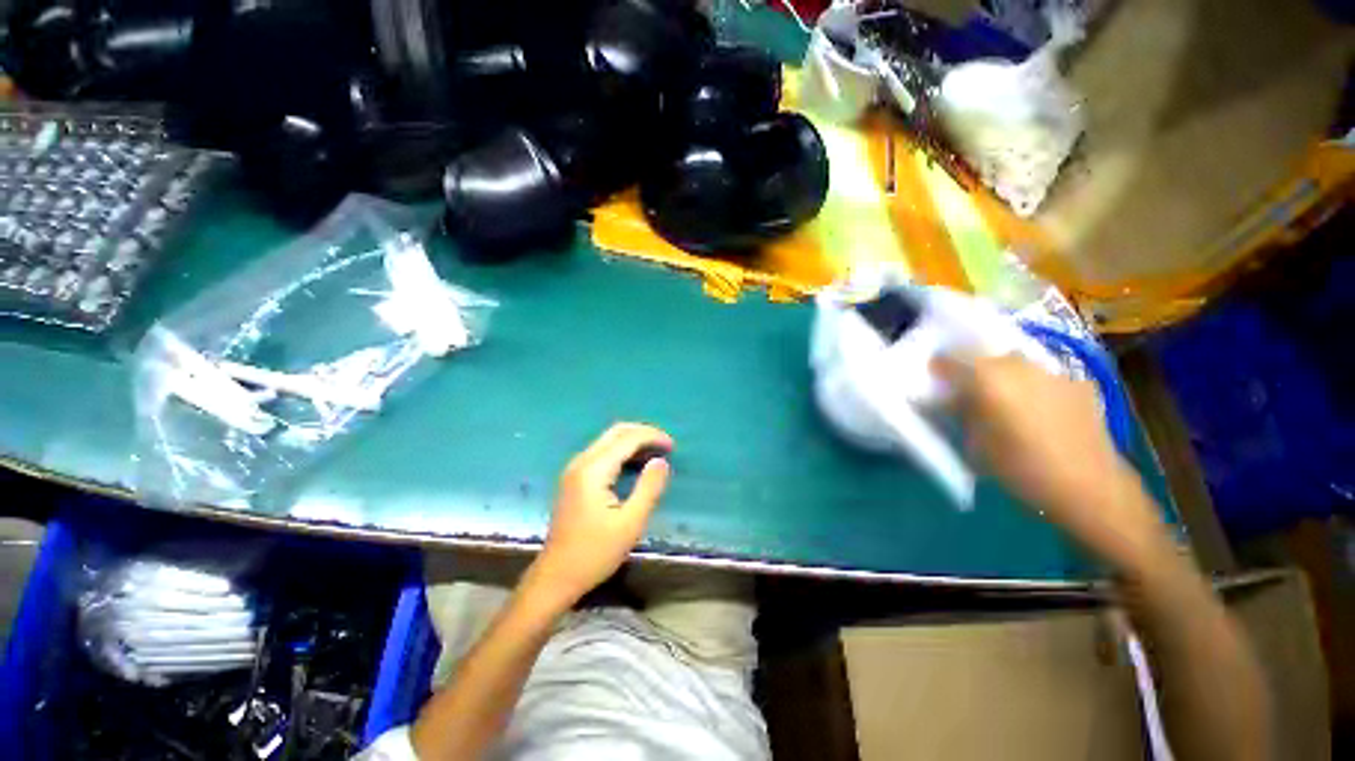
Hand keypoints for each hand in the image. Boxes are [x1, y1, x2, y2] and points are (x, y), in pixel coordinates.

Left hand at [528, 423, 673, 608]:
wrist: (556, 576)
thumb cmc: (595, 553)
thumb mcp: (630, 523)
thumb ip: (649, 488)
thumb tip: (661, 461)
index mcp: (594, 470)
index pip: (627, 438)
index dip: (652, 437)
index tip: (673, 446)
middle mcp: (582, 462)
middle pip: (615, 432)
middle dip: (643, 433)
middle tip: (665, 445)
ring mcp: (575, 469)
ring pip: (608, 440)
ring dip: (633, 441)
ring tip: (656, 453)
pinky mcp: (574, 479)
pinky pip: (602, 452)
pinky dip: (622, 451)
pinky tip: (635, 464)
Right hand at [935, 354, 1164, 564]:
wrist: (1089, 486)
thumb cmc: (1020, 468)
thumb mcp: (974, 443)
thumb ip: (960, 413)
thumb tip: (949, 399)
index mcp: (986, 377)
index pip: (949, 359)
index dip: (938, 368)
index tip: (934, 379)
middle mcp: (1018, 365)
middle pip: (984, 356)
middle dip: (971, 369)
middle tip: (967, 391)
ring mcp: (1053, 371)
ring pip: (1016, 364)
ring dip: (1004, 376)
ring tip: (1005, 400)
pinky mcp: (1079, 383)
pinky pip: (1045, 377)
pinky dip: (1035, 388)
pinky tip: (1039, 411)